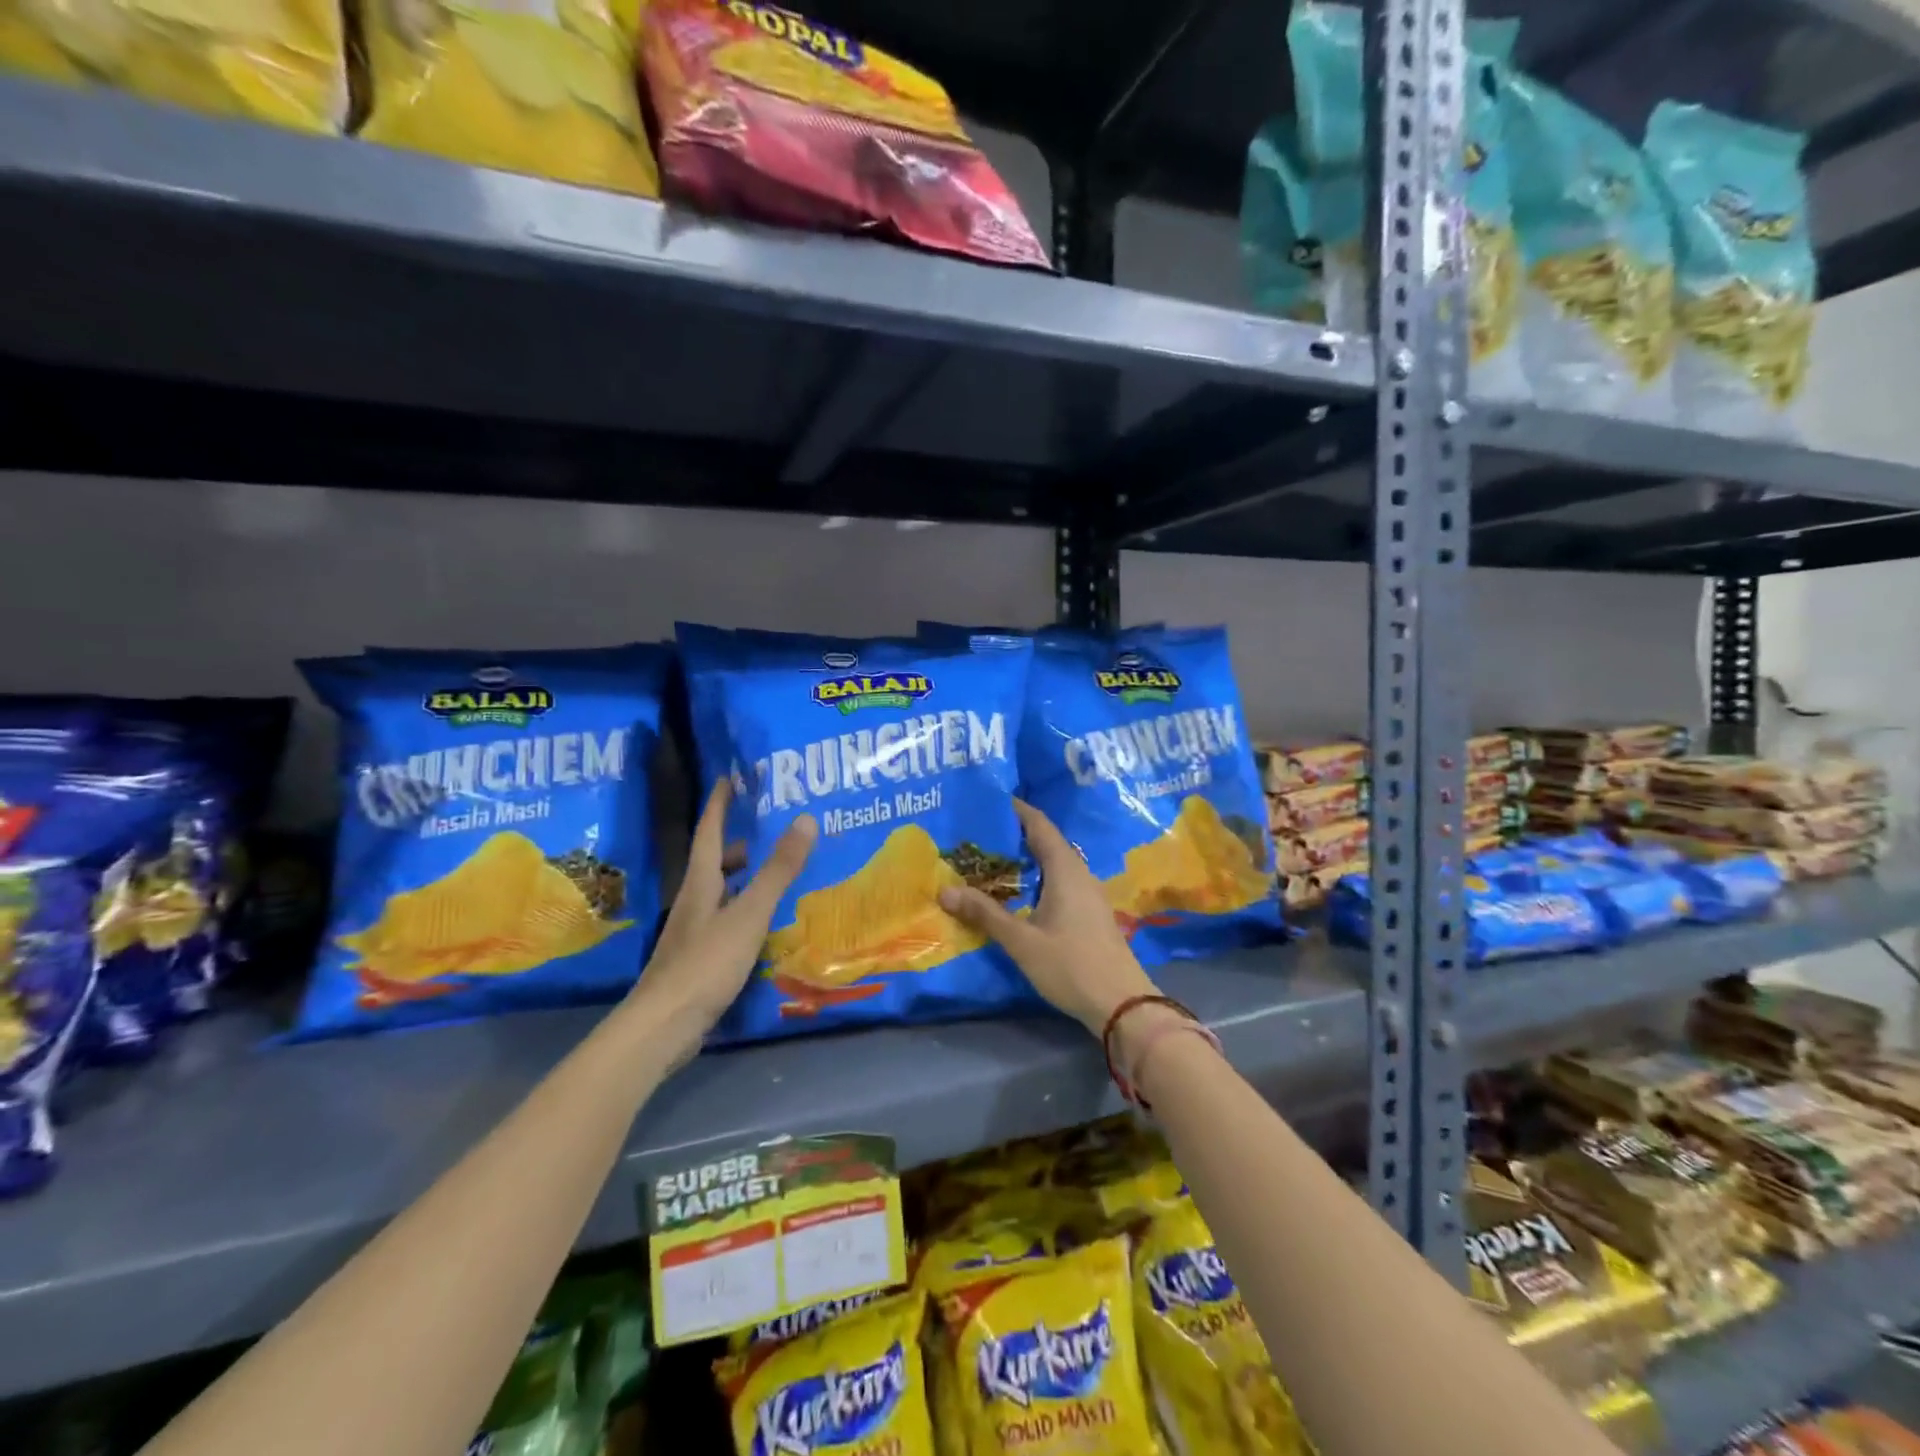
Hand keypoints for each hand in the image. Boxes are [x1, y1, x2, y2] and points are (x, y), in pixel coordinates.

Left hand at [631, 780, 815, 1054]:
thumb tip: (805, 818)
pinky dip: (745, 910)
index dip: (720, 804)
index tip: (729, 777)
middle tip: (769, 828)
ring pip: (720, 893)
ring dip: (743, 878)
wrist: (663, 1027)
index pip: (710, 833)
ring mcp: (693, 933)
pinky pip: (725, 921)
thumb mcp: (749, 914)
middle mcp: (693, 903)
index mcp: (701, 884)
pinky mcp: (698, 960)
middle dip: (738, 843)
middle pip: (715, 863)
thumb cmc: (706, 963)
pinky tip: (764, 924)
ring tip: (774, 873)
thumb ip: (778, 871)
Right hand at [938, 799, 1155, 1034]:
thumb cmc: (1071, 966)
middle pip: (1047, 842)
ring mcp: (1089, 894)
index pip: (1040, 825)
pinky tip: (1019, 894)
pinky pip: (1061, 882)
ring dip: (1026, 859)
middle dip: (1015, 835)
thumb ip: (985, 914)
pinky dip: (1037, 878)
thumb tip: (944, 890)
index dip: (1017, 810)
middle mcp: (1080, 874)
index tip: (990, 801)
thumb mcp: (1021, 941)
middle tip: (980, 834)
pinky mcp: (1091, 913)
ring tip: (992, 861)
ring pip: (1054, 864)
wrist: (1122, 1004)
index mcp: (1066, 870)